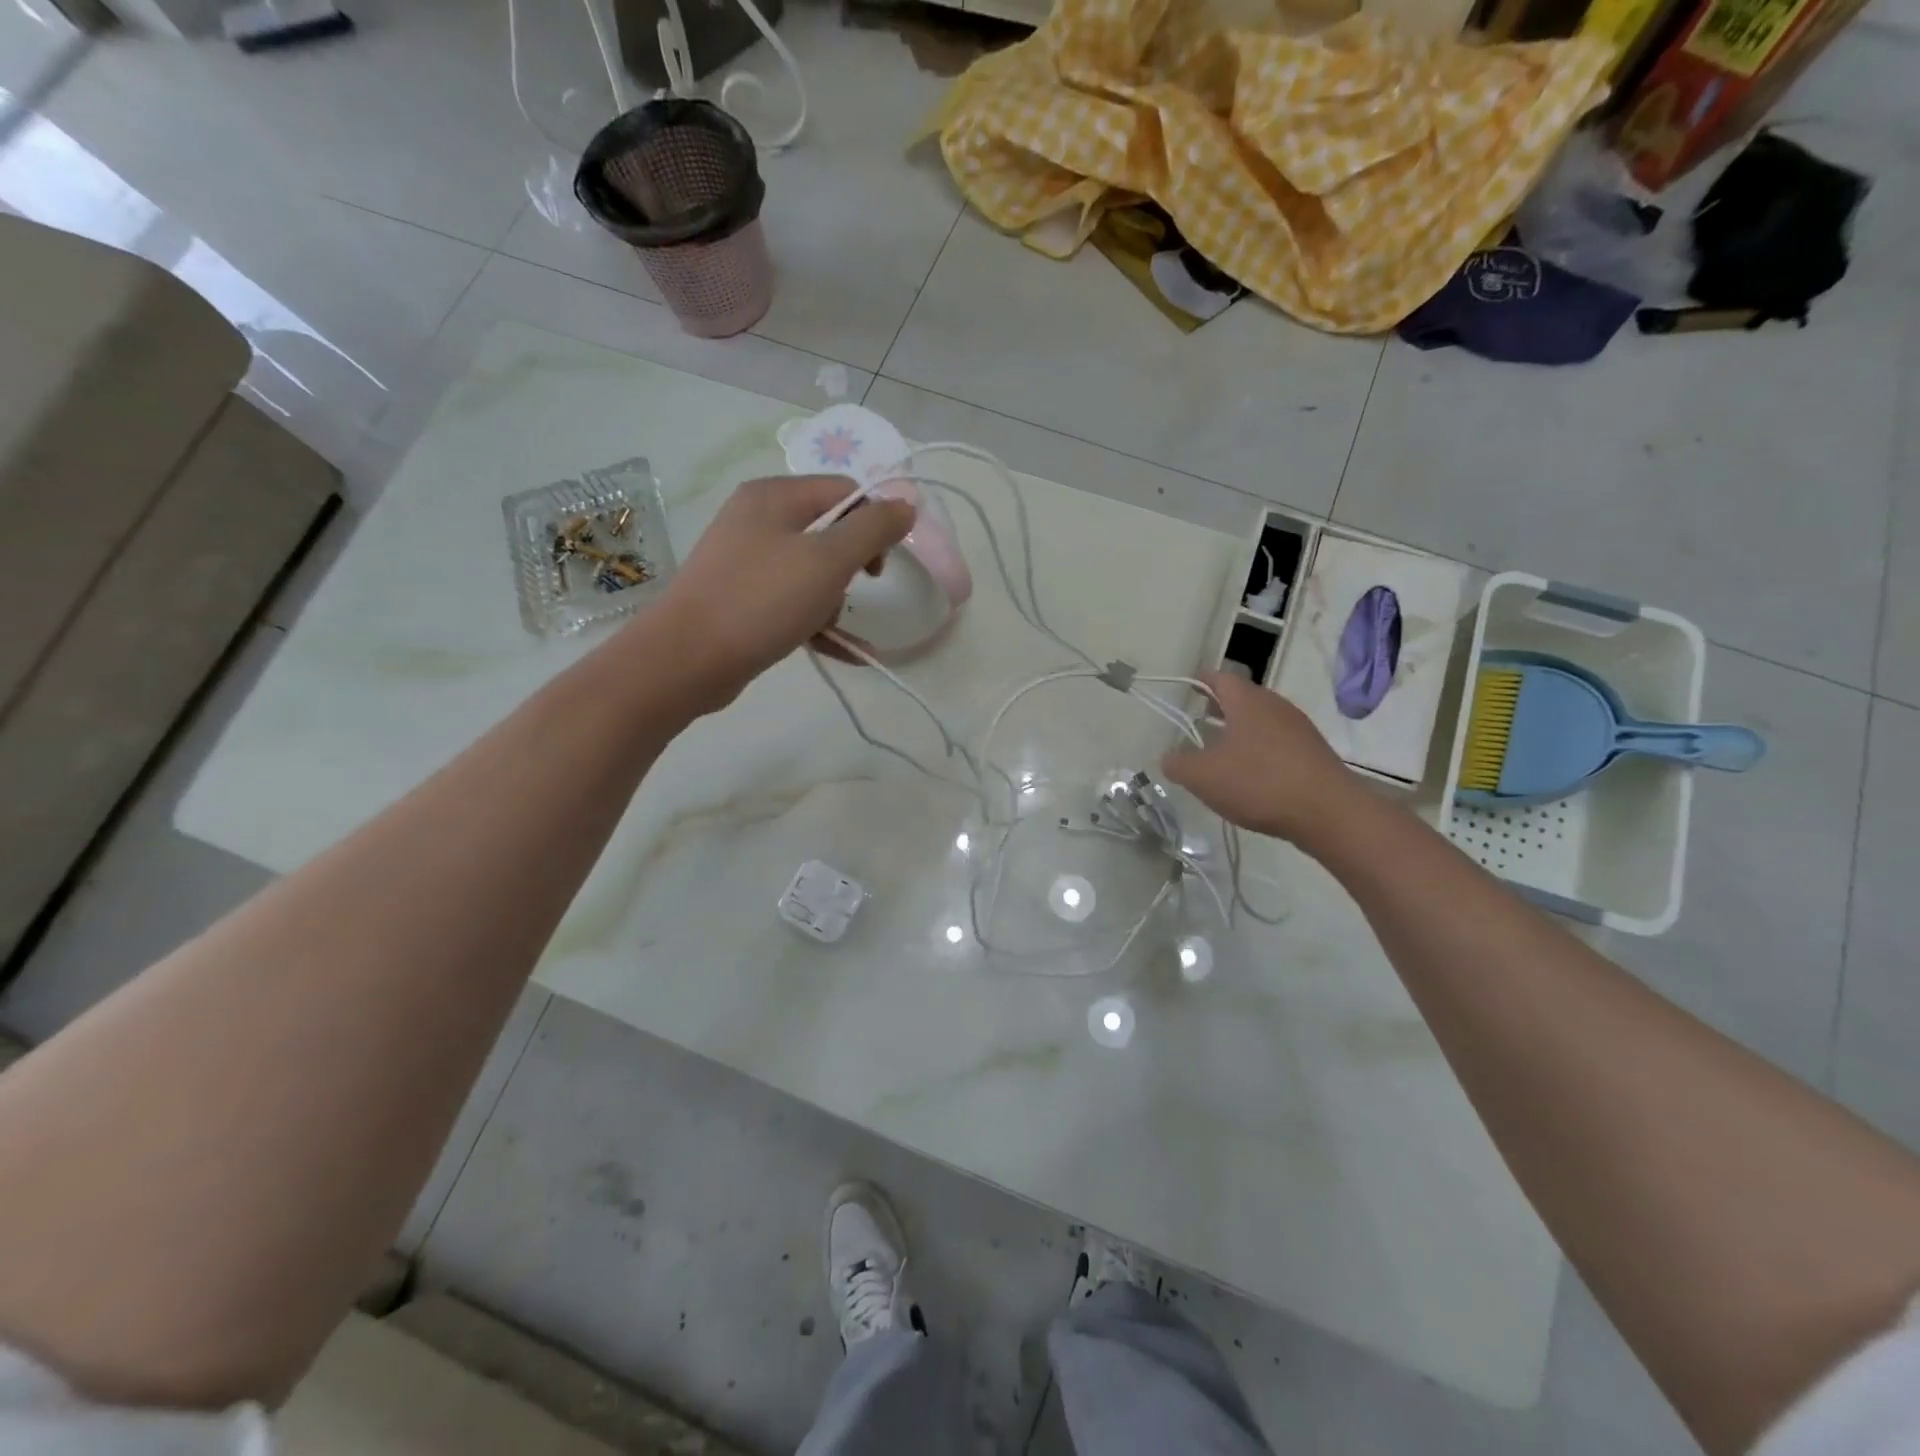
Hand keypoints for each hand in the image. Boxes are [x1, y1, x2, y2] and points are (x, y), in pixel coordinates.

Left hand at [649, 475, 914, 710]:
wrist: (687, 659)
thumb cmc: (761, 600)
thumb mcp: (827, 560)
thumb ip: (872, 529)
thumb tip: (905, 505)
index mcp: (775, 496)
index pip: (844, 491)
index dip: (874, 523)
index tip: (882, 565)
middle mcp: (758, 519)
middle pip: (830, 531)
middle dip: (852, 567)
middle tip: (859, 592)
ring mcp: (747, 561)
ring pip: (813, 571)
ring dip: (835, 601)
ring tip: (834, 629)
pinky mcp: (743, 598)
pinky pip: (794, 602)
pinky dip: (819, 623)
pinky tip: (849, 654)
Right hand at [1160, 671, 1354, 844]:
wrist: (1329, 812)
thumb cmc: (1259, 783)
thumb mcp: (1203, 777)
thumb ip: (1178, 764)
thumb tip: (1169, 757)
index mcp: (1247, 701)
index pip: (1219, 677)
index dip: (1200, 681)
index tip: (1185, 690)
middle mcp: (1275, 705)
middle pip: (1242, 697)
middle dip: (1219, 707)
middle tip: (1198, 721)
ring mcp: (1299, 728)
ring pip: (1261, 720)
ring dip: (1240, 730)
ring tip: (1221, 752)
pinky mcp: (1313, 752)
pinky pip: (1278, 742)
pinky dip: (1260, 750)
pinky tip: (1251, 775)